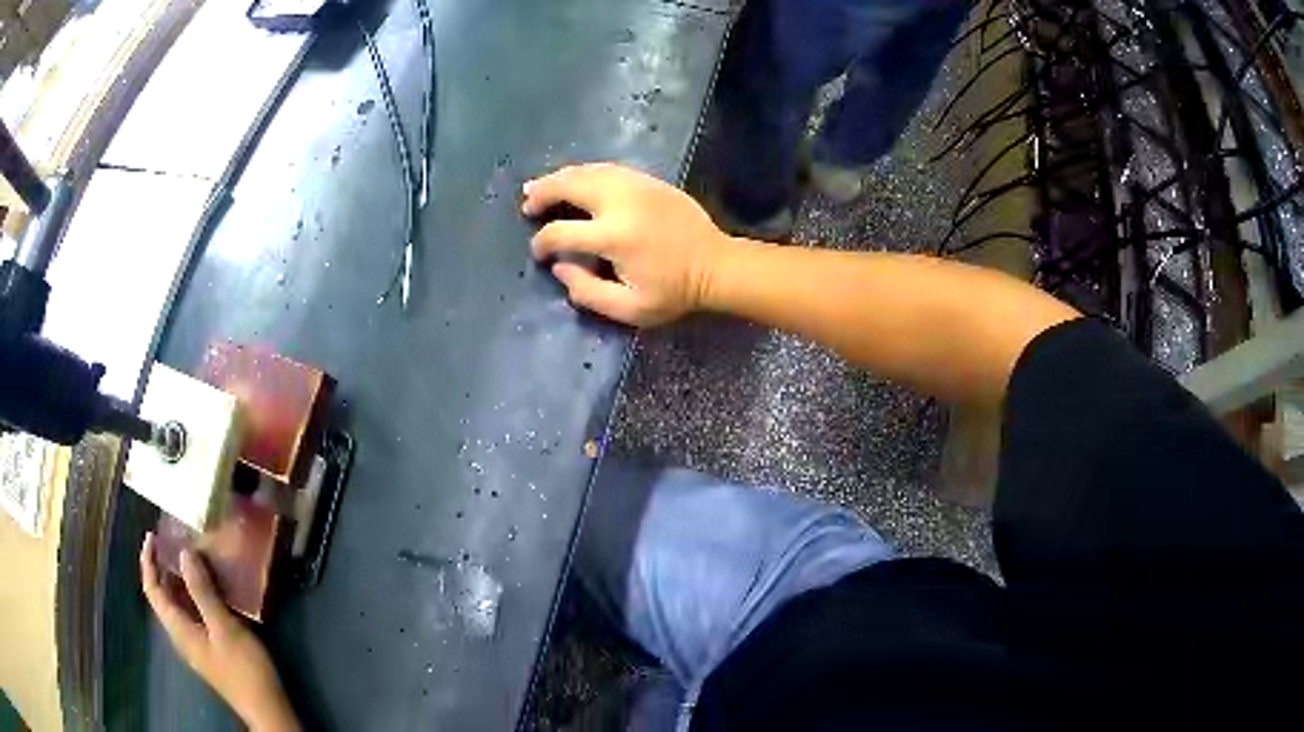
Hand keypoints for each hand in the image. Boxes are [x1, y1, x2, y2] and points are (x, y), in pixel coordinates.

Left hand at [140, 533, 298, 731]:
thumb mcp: (224, 628)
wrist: (266, 709)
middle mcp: (182, 635)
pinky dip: (194, 595)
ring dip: (180, 580)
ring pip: (178, 606)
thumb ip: (202, 592)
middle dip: (163, 567)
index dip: (148, 562)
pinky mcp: (210, 649)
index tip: (152, 536)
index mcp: (179, 629)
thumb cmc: (244, 670)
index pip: (153, 590)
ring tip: (192, 557)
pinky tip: (211, 590)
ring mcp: (196, 644)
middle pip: (163, 597)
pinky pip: (193, 614)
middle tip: (174, 541)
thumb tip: (184, 553)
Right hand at [521, 163, 737, 326]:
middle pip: (570, 186)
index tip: (538, 252)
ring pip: (588, 171)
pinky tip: (575, 180)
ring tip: (540, 186)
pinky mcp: (650, 181)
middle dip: (543, 193)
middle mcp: (622, 203)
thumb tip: (560, 267)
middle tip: (527, 204)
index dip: (542, 242)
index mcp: (614, 236)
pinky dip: (585, 172)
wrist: (716, 266)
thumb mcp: (630, 308)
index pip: (562, 232)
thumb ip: (588, 292)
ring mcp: (637, 186)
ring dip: (560, 177)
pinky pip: (608, 168)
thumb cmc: (674, 292)